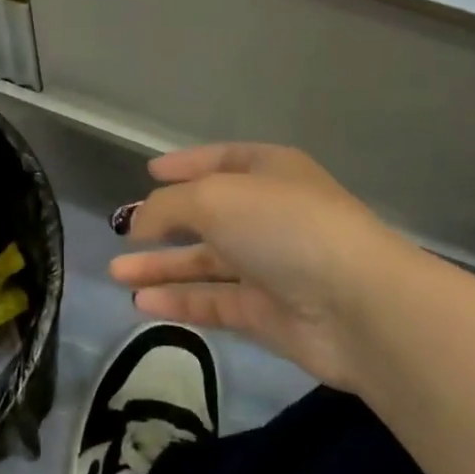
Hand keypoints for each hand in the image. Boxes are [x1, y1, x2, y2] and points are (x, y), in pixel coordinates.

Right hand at [111, 144, 413, 389]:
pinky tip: (141, 302)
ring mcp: (271, 265)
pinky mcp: (269, 314)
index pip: (221, 159)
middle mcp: (270, 214)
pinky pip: (215, 301)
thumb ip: (169, 206)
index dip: (185, 164)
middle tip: (123, 232)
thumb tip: (138, 220)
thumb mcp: (216, 198)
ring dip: (163, 266)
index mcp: (269, 170)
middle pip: (210, 214)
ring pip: (207, 262)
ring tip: (116, 271)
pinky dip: (180, 301)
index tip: (149, 171)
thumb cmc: (284, 227)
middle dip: (166, 222)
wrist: (358, 305)